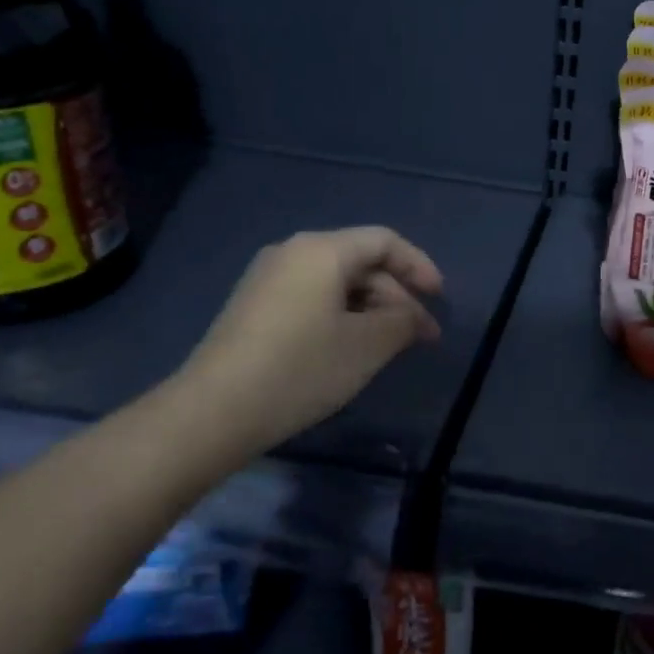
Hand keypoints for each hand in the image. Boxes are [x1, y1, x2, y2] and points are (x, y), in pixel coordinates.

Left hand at [173, 227, 443, 459]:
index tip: (440, 299)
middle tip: (421, 336)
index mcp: (321, 251)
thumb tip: (412, 315)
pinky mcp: (253, 307)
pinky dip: (342, 316)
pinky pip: (312, 298)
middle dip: (397, 296)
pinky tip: (351, 348)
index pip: (384, 242)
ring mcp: (267, 279)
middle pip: (360, 261)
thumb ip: (402, 321)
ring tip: (391, 346)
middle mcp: (292, 253)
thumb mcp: (368, 346)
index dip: (419, 266)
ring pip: (336, 283)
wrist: (214, 411)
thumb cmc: (302, 369)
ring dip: (371, 309)